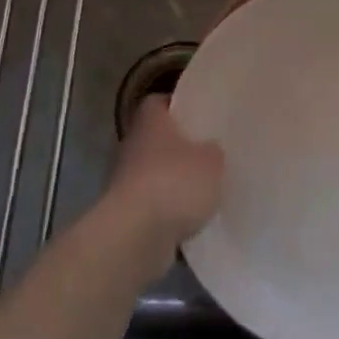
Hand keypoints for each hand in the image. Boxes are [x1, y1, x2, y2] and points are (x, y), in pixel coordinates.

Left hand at [103, 95, 222, 257]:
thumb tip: (209, 150)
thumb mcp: (211, 161)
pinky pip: (153, 206)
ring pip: (154, 173)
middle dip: (179, 148)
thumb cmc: (174, 183)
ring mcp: (125, 181)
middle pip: (156, 139)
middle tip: (208, 154)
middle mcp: (132, 146)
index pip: (159, 103)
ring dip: (173, 182)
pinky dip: (168, 211)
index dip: (177, 106)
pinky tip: (192, 220)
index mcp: (150, 122)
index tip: (199, 115)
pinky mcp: (126, 213)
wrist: (135, 235)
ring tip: (204, 191)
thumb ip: (213, 151)